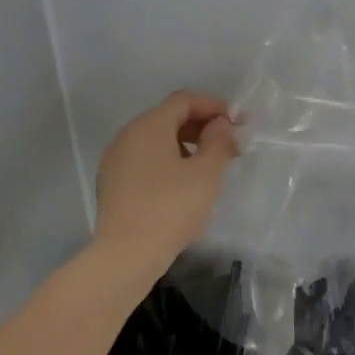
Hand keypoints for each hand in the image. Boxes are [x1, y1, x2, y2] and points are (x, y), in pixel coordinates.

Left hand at [93, 92, 238, 276]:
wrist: (127, 254)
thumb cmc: (172, 208)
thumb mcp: (206, 173)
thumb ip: (218, 141)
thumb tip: (219, 124)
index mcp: (149, 127)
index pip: (184, 100)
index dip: (215, 106)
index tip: (240, 122)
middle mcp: (127, 136)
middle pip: (169, 117)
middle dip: (203, 126)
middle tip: (231, 146)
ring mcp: (116, 160)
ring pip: (157, 140)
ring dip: (187, 144)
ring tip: (211, 165)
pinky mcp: (113, 183)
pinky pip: (146, 159)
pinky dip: (170, 161)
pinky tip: (186, 183)